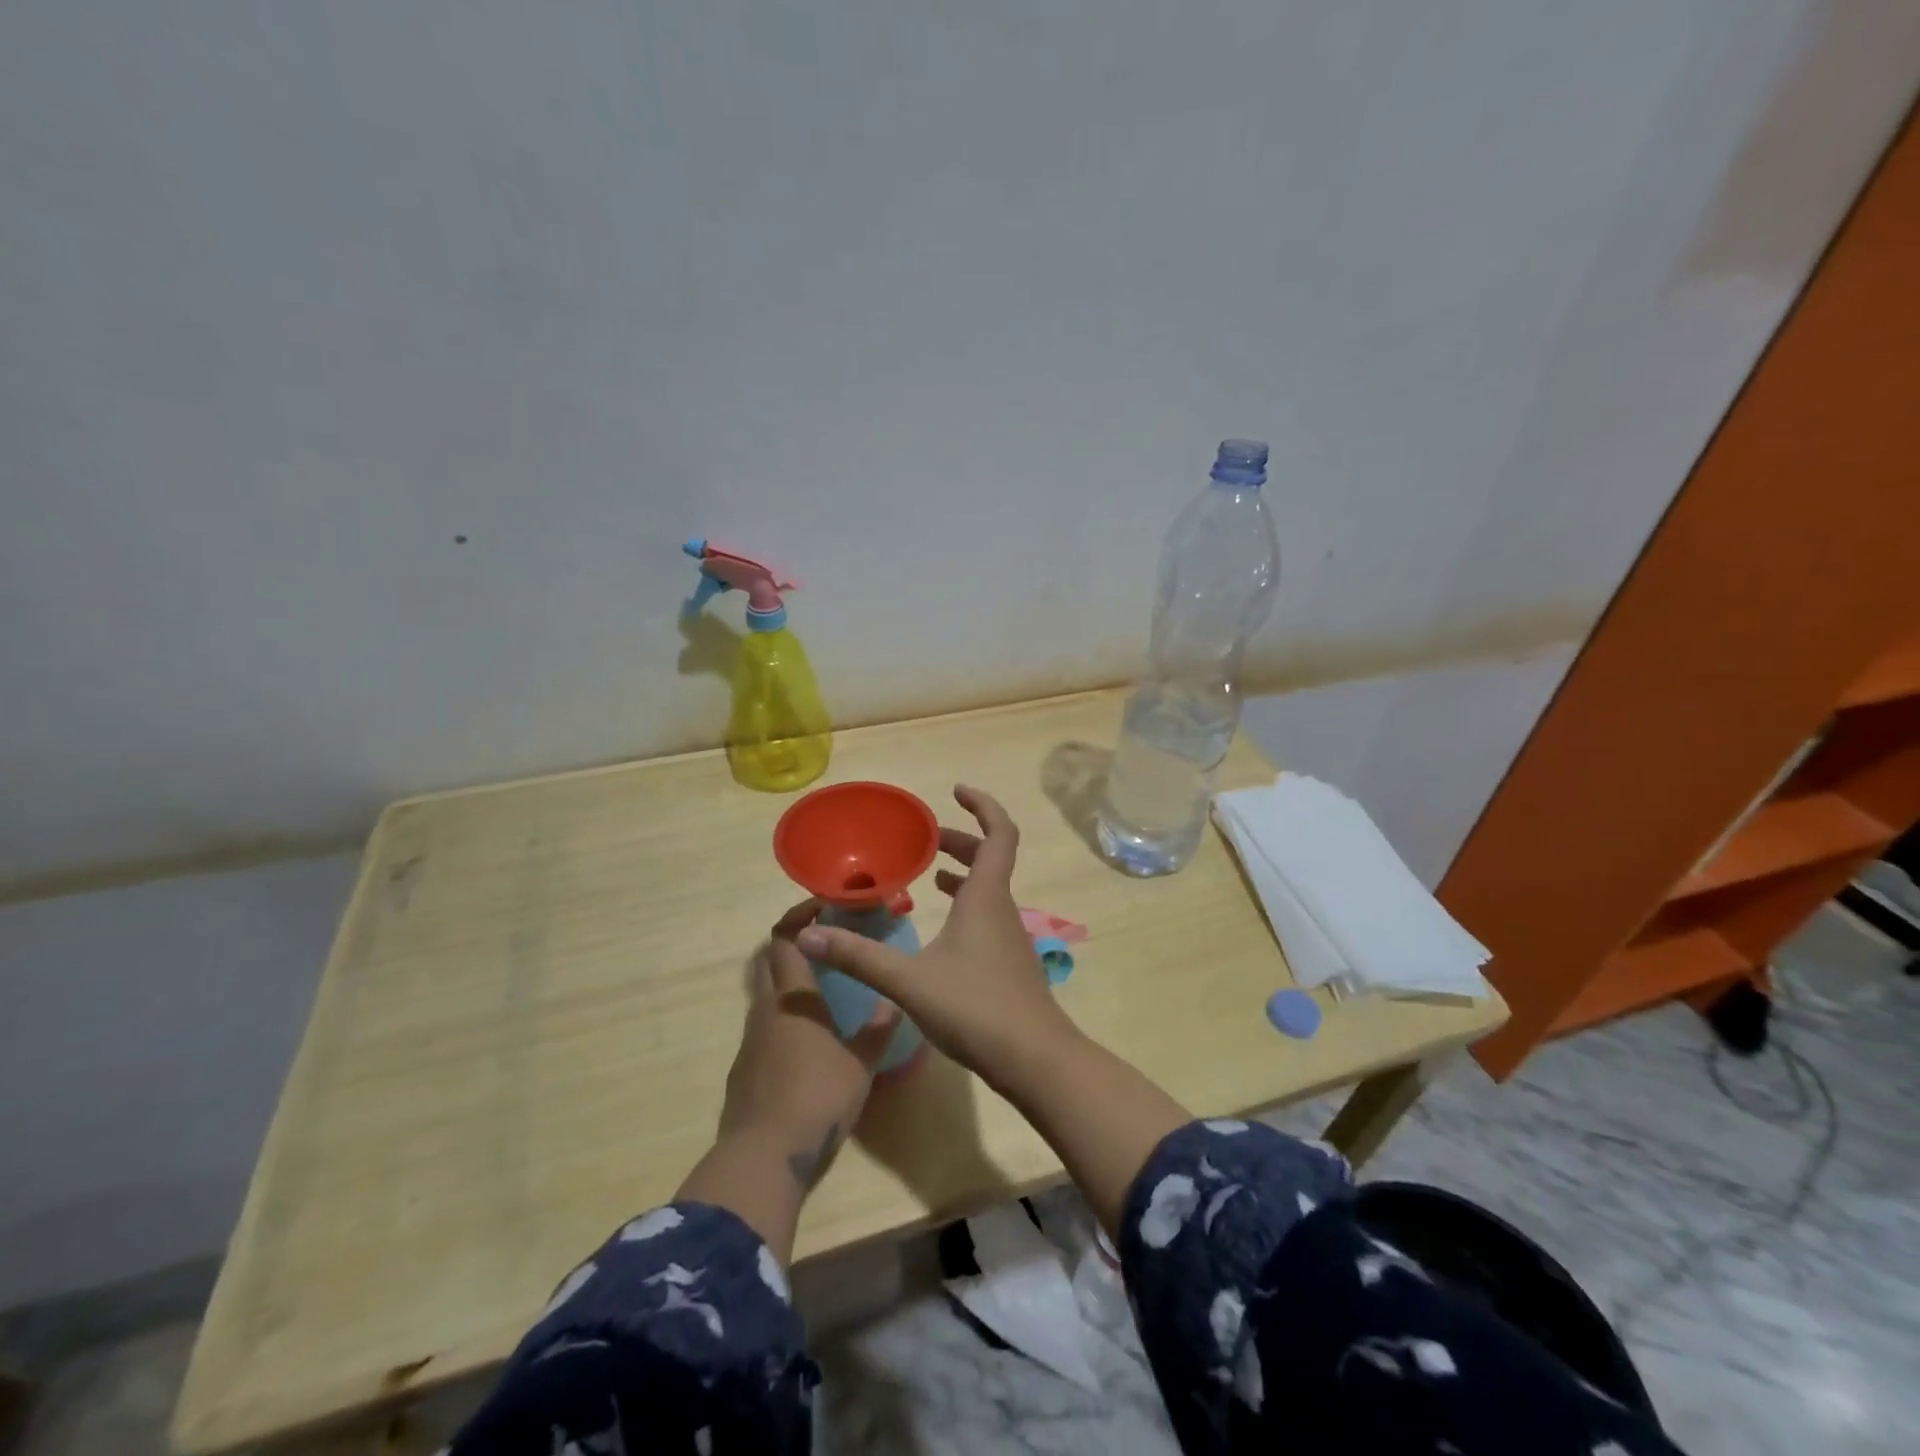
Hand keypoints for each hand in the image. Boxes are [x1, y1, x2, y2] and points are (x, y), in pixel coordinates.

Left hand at [720, 900, 900, 1185]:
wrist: (763, 1158)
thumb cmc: (817, 1099)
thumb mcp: (861, 1064)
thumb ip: (877, 1030)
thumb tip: (893, 1001)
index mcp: (793, 998)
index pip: (785, 939)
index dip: (799, 916)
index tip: (821, 906)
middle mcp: (766, 1009)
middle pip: (768, 961)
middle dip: (791, 943)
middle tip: (824, 942)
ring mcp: (750, 1041)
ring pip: (765, 996)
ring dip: (788, 984)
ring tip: (823, 993)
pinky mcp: (743, 1071)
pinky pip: (763, 1030)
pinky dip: (783, 1020)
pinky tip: (807, 1043)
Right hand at [796, 785, 1079, 1092]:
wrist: (1035, 1061)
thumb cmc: (976, 1008)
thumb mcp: (909, 980)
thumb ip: (858, 956)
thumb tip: (807, 935)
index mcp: (986, 897)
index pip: (999, 832)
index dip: (982, 805)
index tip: (956, 791)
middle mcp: (1002, 909)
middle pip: (991, 858)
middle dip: (961, 840)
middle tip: (926, 838)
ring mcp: (1009, 938)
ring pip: (989, 889)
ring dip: (963, 873)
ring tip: (929, 873)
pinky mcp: (1008, 964)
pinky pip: (987, 916)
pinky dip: (965, 905)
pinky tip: (942, 930)